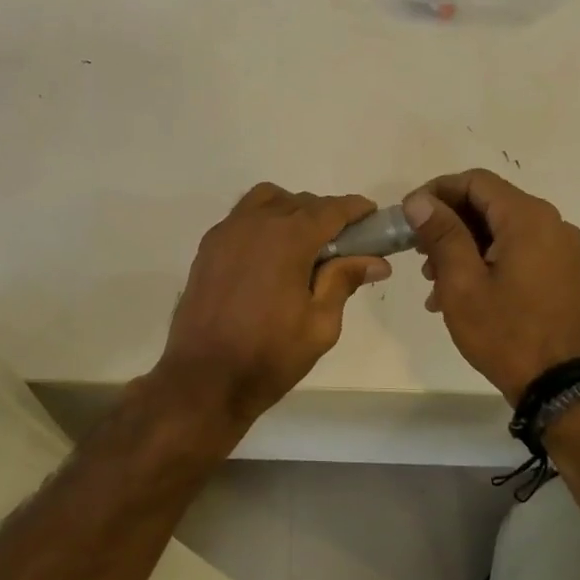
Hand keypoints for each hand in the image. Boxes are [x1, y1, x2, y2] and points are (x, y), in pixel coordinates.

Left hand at [155, 184, 391, 425]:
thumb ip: (344, 281)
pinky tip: (270, 256)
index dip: (356, 210)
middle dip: (326, 215)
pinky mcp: (208, 247)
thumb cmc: (269, 355)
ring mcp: (227, 232)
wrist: (203, 379)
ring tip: (303, 245)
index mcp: (288, 238)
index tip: (372, 218)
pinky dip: (263, 222)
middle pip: (300, 202)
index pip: (331, 209)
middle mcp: (255, 223)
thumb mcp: (320, 324)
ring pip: (267, 201)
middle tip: (343, 245)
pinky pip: (242, 217)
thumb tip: (376, 260)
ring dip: (291, 211)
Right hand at [404, 169, 579, 402]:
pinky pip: (518, 250)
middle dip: (448, 225)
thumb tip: (419, 200)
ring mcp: (562, 248)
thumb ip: (441, 234)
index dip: (436, 192)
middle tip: (418, 256)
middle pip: (489, 204)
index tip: (408, 217)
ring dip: (464, 247)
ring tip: (435, 285)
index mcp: (528, 218)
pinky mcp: (563, 271)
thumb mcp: (462, 283)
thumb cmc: (506, 332)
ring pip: (501, 230)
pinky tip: (462, 294)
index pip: (475, 181)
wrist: (562, 386)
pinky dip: (486, 261)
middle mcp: (551, 223)